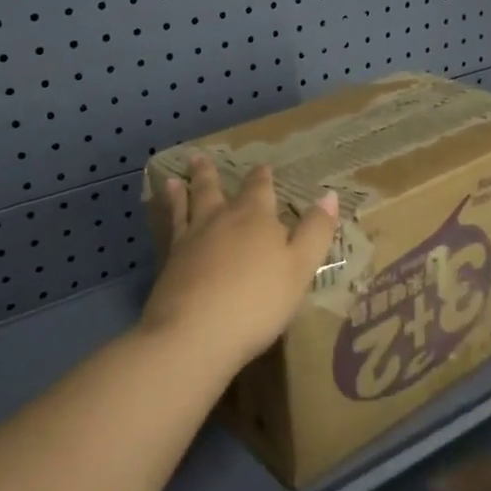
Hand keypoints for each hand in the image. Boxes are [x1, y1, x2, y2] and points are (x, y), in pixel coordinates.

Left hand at [138, 155, 339, 373]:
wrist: (196, 333)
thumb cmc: (258, 301)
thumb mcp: (301, 267)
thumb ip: (315, 231)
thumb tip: (329, 195)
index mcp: (255, 217)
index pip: (259, 189)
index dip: (261, 177)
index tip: (261, 166)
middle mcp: (220, 220)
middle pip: (214, 190)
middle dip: (210, 174)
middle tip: (199, 157)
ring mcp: (190, 240)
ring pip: (186, 206)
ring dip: (183, 191)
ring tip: (175, 180)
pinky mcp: (169, 263)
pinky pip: (168, 229)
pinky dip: (166, 216)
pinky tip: (161, 216)